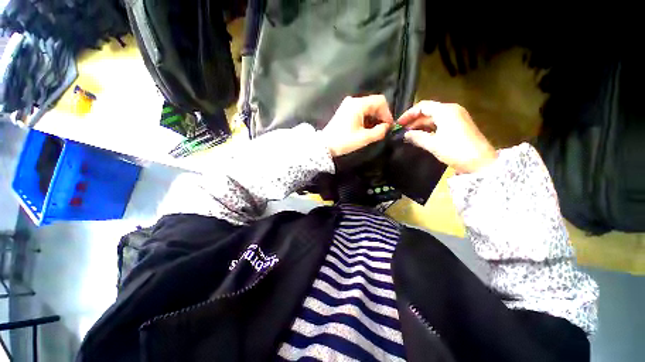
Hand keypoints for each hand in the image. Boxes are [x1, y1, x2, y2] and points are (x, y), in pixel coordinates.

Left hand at [322, 95, 393, 156]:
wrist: (325, 145)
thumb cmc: (344, 141)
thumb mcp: (364, 138)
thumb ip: (379, 131)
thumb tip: (387, 127)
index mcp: (358, 104)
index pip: (380, 101)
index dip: (387, 113)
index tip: (389, 126)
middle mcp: (353, 101)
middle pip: (374, 103)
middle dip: (380, 116)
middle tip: (383, 129)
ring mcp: (347, 105)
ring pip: (367, 108)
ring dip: (373, 118)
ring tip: (375, 131)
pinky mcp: (344, 111)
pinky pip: (360, 111)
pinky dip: (366, 118)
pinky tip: (366, 128)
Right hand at [398, 101, 496, 173]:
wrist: (481, 162)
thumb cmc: (455, 150)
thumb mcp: (433, 144)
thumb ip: (417, 137)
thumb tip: (405, 134)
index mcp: (445, 111)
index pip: (422, 106)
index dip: (409, 114)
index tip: (398, 124)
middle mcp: (451, 110)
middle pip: (428, 111)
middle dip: (414, 120)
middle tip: (402, 131)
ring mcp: (457, 117)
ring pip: (434, 118)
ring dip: (421, 125)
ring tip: (409, 135)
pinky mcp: (459, 126)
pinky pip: (440, 123)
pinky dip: (429, 128)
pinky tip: (421, 136)